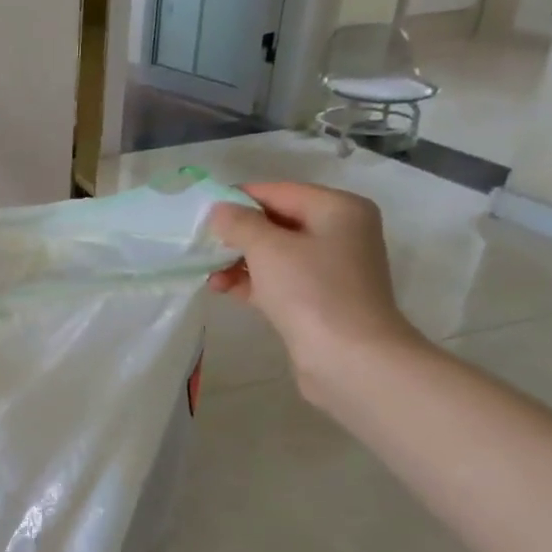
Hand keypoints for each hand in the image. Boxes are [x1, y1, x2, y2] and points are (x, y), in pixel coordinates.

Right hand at [206, 182, 424, 401]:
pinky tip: (221, 288)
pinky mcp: (318, 300)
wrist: (350, 359)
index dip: (239, 199)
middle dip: (237, 234)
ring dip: (239, 261)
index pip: (278, 191)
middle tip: (201, 244)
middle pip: (277, 222)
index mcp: (338, 209)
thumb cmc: (312, 291)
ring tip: (208, 273)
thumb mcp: (268, 248)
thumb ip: (239, 223)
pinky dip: (251, 282)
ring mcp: (330, 269)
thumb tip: (219, 210)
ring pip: (274, 254)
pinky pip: (278, 280)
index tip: (202, 212)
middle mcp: (340, 233)